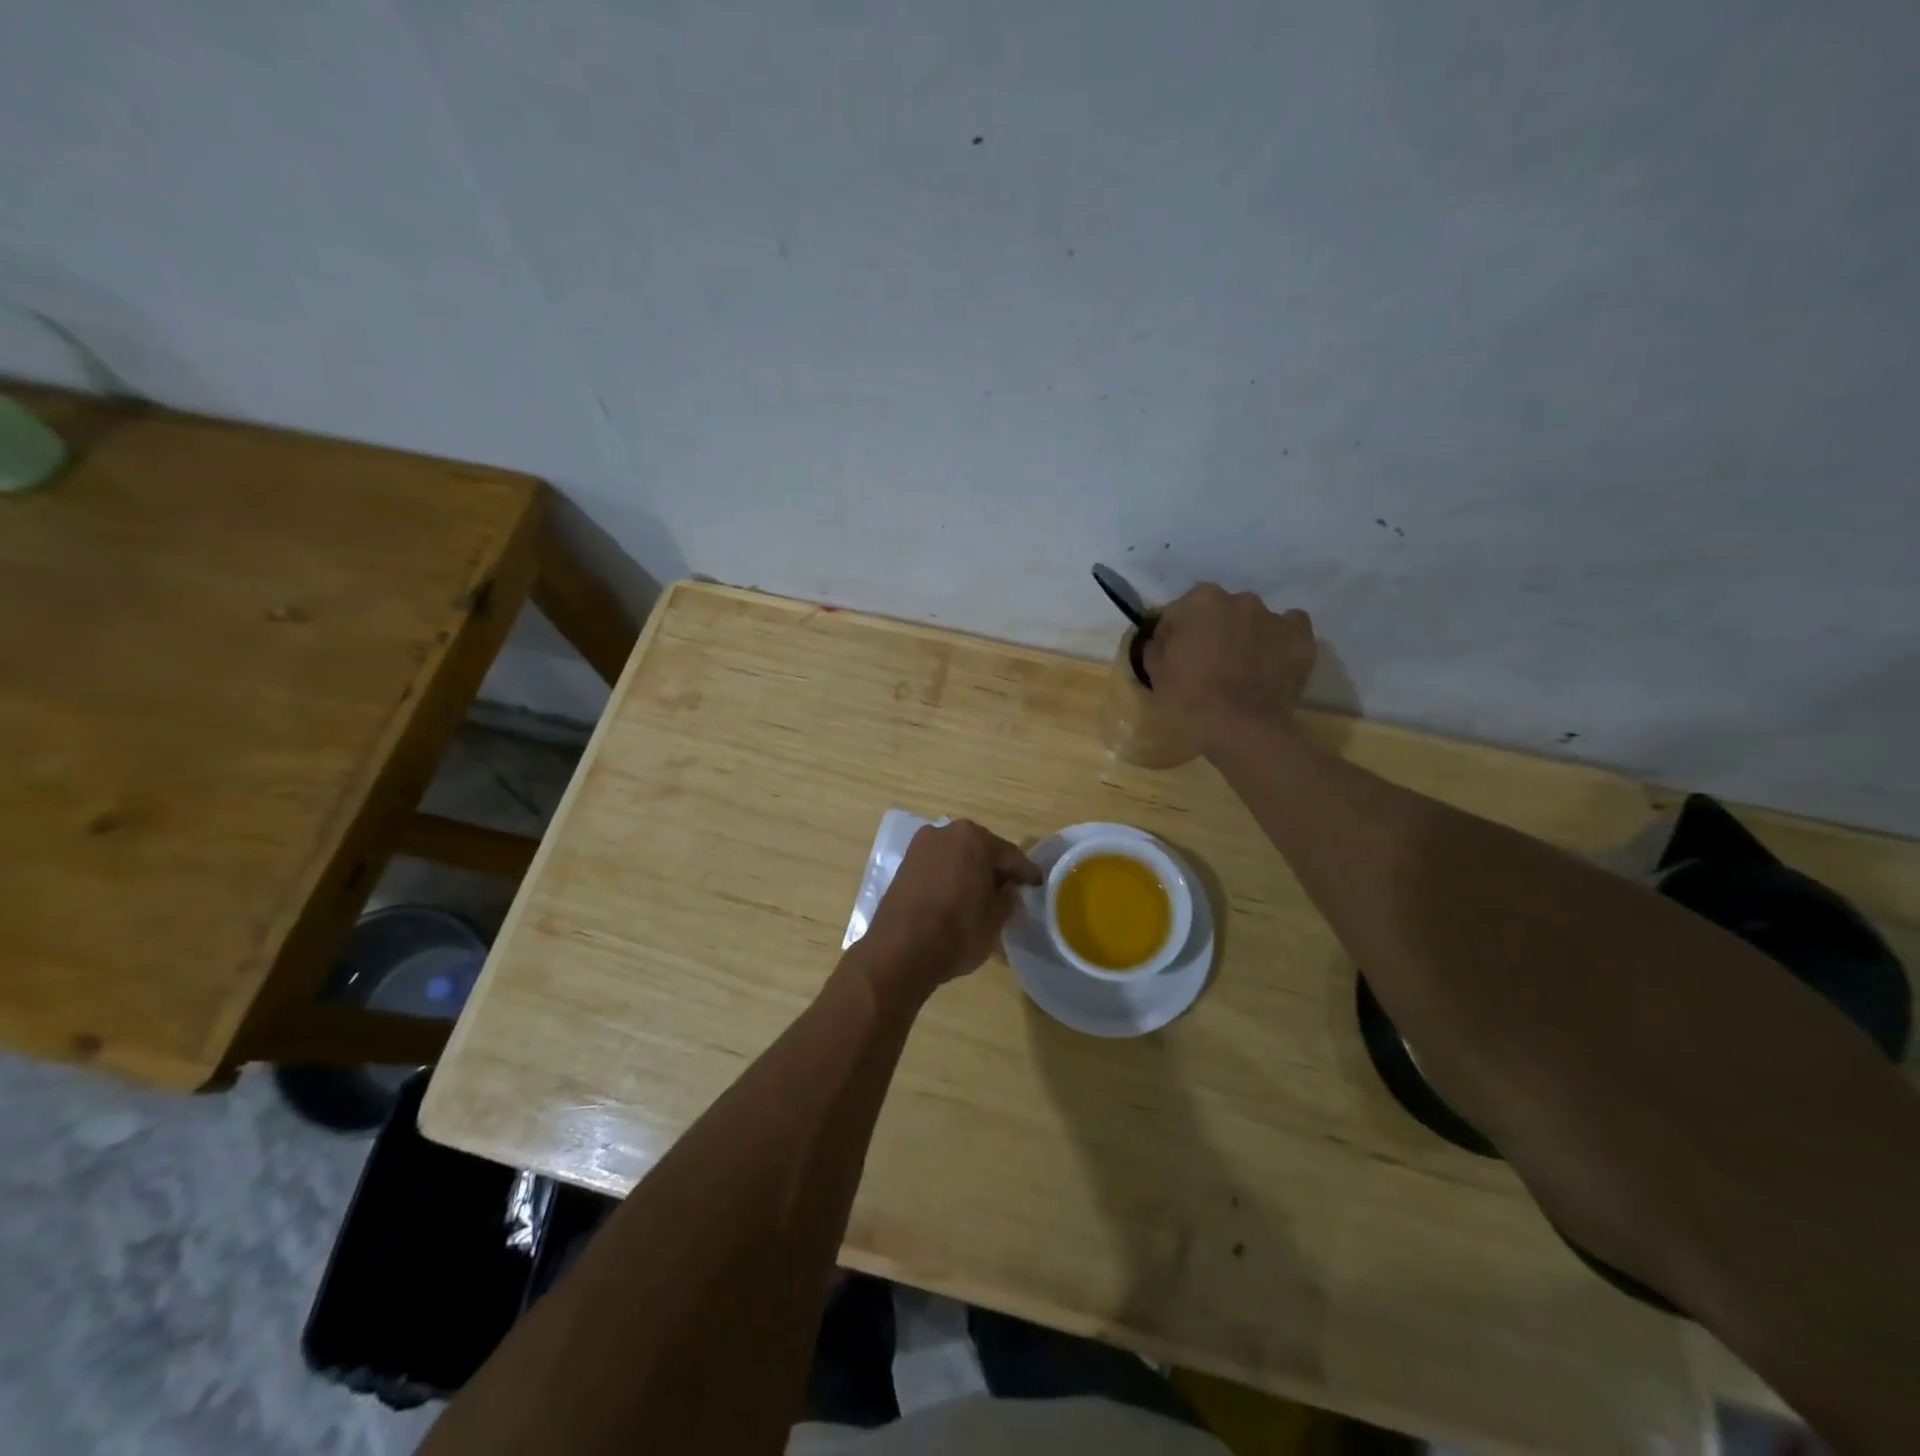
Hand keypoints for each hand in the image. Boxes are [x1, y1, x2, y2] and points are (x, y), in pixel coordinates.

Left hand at [857, 820, 1042, 996]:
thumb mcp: (995, 919)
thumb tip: (1008, 891)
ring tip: (983, 896)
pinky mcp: (903, 865)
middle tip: (1011, 889)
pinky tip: (957, 897)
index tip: (1037, 884)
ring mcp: (920, 847)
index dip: (1026, 873)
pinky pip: (937, 867)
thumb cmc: (957, 931)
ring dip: (970, 872)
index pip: (1009, 855)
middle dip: (995, 868)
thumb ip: (1007, 898)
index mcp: (973, 838)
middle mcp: (945, 833)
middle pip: (980, 849)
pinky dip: (950, 878)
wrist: (900, 951)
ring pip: (957, 857)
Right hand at [1143, 583, 1315, 752]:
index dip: (1173, 636)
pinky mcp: (1301, 638)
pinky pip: (1288, 631)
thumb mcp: (1155, 672)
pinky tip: (1271, 663)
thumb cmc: (1189, 699)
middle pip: (1219, 612)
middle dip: (1212, 631)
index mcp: (1200, 601)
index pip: (1178, 613)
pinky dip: (1279, 642)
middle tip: (1207, 664)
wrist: (1241, 729)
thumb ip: (1157, 646)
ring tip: (1242, 669)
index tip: (1173, 658)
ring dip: (1245, 636)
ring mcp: (1274, 617)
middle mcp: (1240, 599)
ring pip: (1253, 621)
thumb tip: (1164, 640)